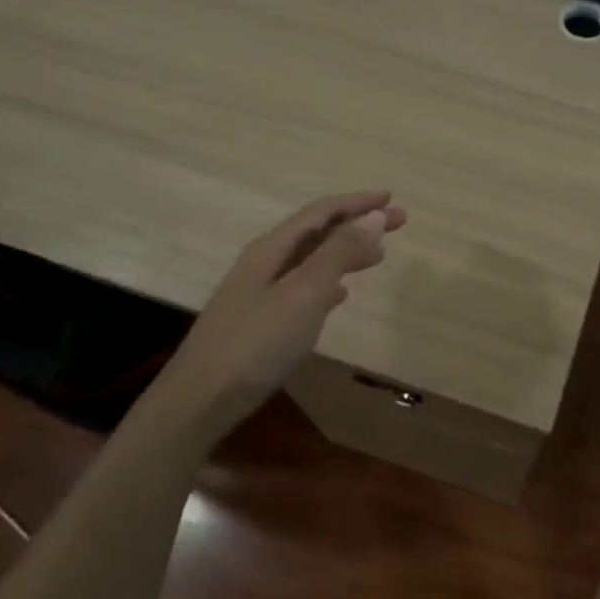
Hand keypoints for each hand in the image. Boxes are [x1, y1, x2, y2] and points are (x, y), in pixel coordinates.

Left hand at [166, 191, 406, 406]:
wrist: (200, 401)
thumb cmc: (257, 343)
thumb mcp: (304, 293)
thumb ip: (339, 253)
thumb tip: (374, 216)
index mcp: (271, 249)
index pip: (321, 212)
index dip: (357, 203)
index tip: (391, 198)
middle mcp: (264, 263)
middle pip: (317, 232)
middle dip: (358, 224)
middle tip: (399, 223)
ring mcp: (259, 292)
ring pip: (311, 260)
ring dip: (346, 253)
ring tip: (378, 257)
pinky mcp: (260, 321)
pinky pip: (302, 288)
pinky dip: (328, 283)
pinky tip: (340, 296)